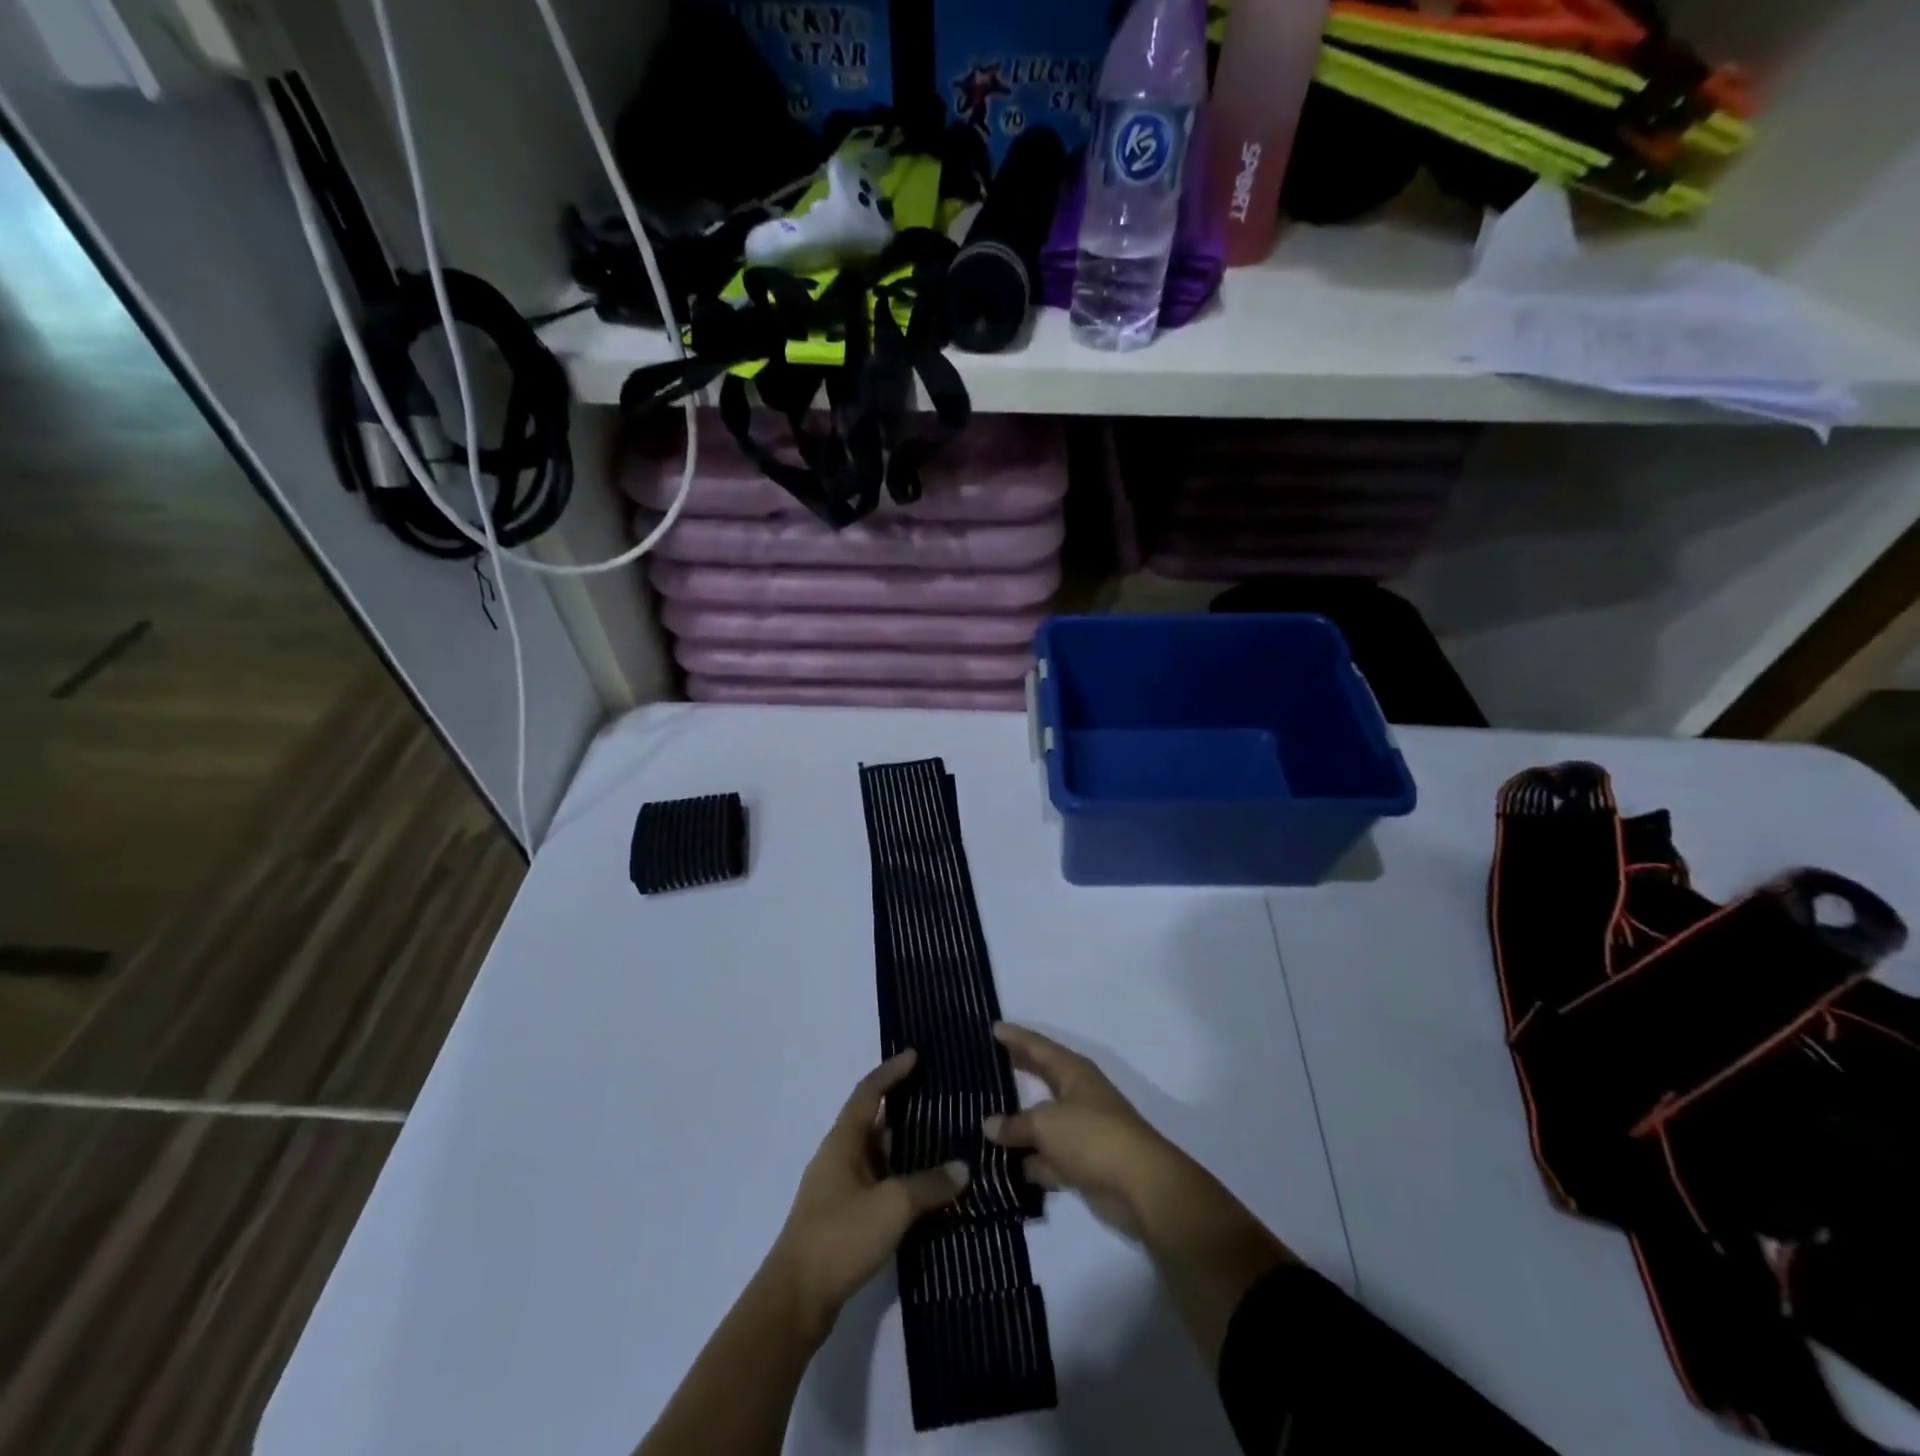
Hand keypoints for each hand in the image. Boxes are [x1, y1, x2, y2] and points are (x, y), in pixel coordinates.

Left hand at [767, 1050, 968, 1340]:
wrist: (795, 1301)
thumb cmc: (840, 1237)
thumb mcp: (892, 1206)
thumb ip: (929, 1185)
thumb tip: (963, 1168)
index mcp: (843, 1141)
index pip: (868, 1092)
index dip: (891, 1071)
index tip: (915, 1055)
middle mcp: (838, 1157)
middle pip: (872, 1120)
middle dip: (902, 1106)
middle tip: (937, 1096)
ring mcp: (838, 1189)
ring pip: (876, 1154)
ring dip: (903, 1145)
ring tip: (940, 1138)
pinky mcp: (842, 1218)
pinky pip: (876, 1183)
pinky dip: (899, 1177)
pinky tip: (923, 1189)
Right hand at [982, 1022, 1186, 1241]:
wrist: (1141, 1187)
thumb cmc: (1092, 1137)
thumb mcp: (1046, 1124)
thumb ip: (1015, 1124)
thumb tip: (989, 1126)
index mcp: (1073, 1072)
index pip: (1038, 1046)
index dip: (1015, 1037)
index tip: (992, 1027)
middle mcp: (1077, 1095)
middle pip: (1040, 1079)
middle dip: (1015, 1074)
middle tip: (984, 1068)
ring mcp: (1080, 1131)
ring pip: (1041, 1125)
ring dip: (1017, 1128)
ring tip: (981, 1124)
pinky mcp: (1082, 1164)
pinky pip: (1047, 1158)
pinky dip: (1029, 1163)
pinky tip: (1000, 1169)